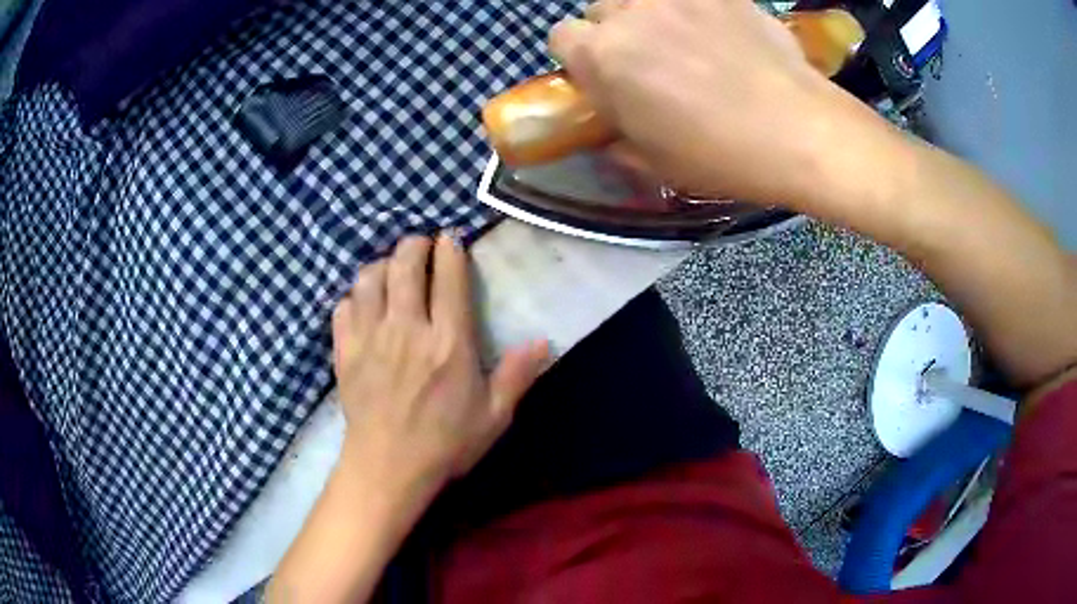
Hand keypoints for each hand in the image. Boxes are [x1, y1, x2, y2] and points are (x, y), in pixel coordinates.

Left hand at [332, 233, 548, 493]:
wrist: (388, 468)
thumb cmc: (445, 444)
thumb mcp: (493, 416)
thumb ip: (517, 375)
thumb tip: (544, 341)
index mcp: (449, 343)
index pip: (449, 277)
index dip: (450, 249)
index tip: (451, 240)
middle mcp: (407, 329)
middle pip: (405, 263)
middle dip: (415, 245)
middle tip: (422, 246)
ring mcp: (370, 337)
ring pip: (370, 277)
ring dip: (383, 265)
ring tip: (393, 271)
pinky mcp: (345, 350)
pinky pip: (344, 305)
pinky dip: (355, 296)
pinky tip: (365, 304)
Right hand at [549, 0, 864, 207]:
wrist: (799, 131)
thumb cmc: (721, 155)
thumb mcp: (655, 162)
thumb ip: (617, 137)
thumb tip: (611, 131)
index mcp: (603, 56)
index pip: (561, 36)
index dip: (580, 57)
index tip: (604, 76)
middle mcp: (630, 13)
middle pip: (600, 10)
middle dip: (615, 32)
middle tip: (650, 60)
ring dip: (649, 16)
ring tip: (685, 41)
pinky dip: (694, 11)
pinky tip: (720, 33)